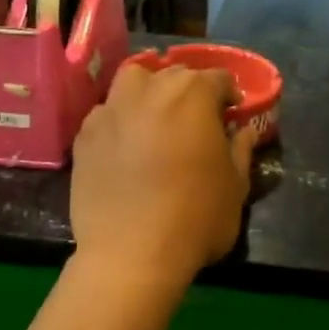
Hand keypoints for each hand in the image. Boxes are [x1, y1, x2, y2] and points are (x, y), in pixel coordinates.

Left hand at [71, 62, 256, 285]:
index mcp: (193, 95)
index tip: (232, 115)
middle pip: (175, 75)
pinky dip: (120, 120)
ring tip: (155, 118)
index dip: (229, 95)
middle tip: (196, 120)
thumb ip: (241, 150)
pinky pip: (106, 113)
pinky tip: (125, 145)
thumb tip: (243, 132)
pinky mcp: (85, 134)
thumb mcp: (236, 187)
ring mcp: (112, 109)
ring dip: (148, 91)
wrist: (131, 254)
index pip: (218, 78)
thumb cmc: (195, 218)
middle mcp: (150, 90)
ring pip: (133, 81)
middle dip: (190, 91)